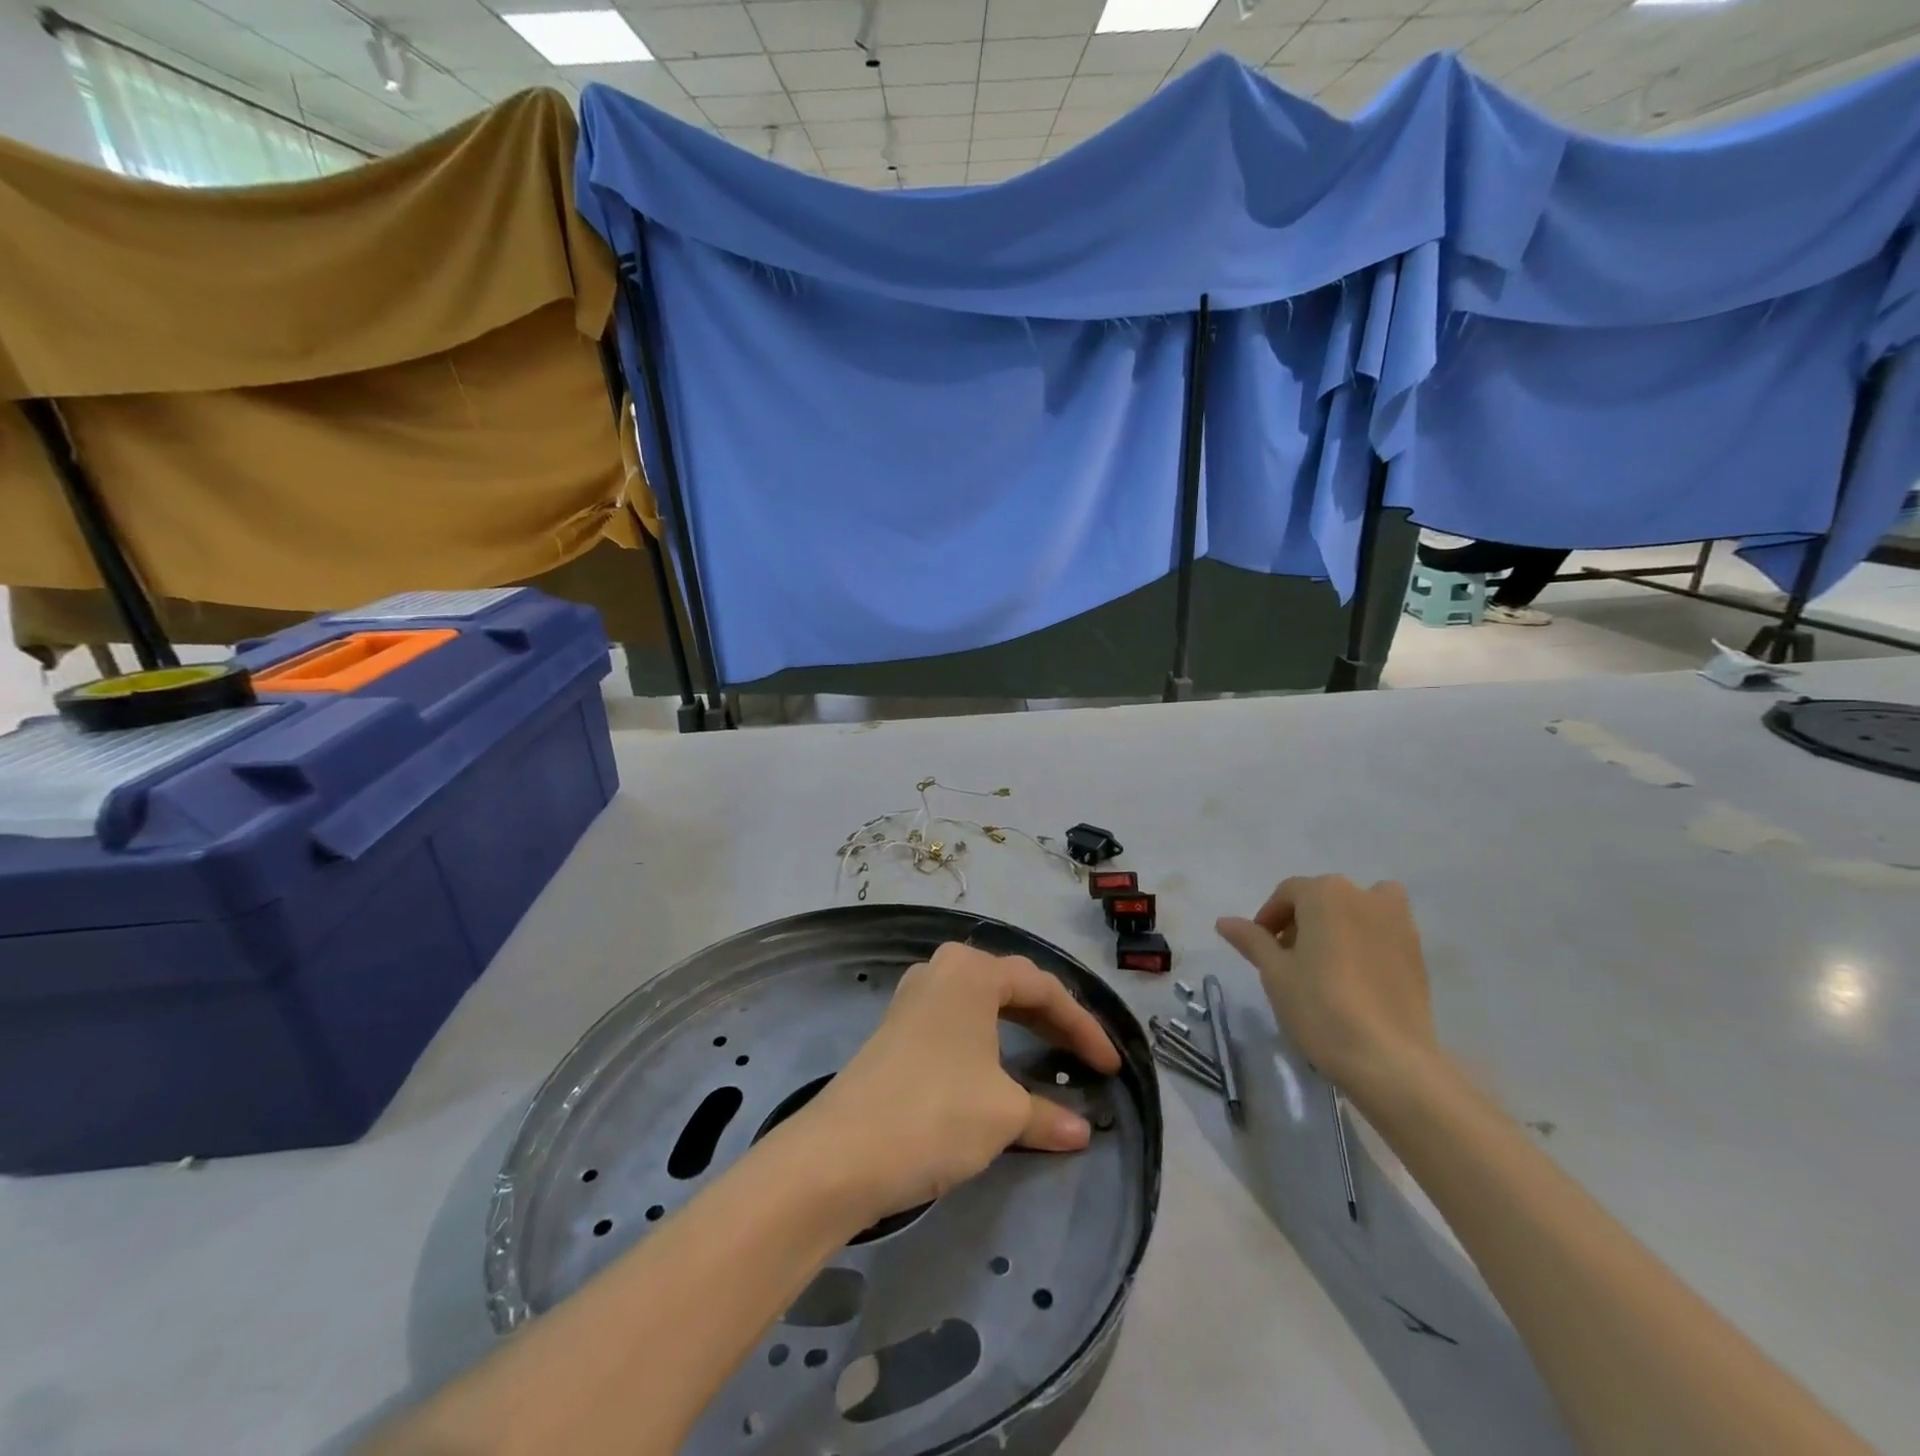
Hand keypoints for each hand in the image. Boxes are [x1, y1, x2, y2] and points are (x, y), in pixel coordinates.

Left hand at [794, 943, 1121, 1225]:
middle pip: (1011, 988)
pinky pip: (958, 1023)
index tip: (1111, 1066)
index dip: (1083, 1026)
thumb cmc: (935, 1113)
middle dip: (1053, 1021)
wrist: (840, 1154)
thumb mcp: (1002, 1113)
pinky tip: (997, 1068)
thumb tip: (1081, 1131)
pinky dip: (989, 1042)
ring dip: (1020, 1028)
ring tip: (1049, 1055)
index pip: (1043, 988)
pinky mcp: (896, 1031)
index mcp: (971, 971)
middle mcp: (941, 971)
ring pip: (983, 1005)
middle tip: (1086, 1058)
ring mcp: (913, 999)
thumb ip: (1046, 1114)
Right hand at [1216, 875, 1439, 1100]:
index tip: (1260, 950)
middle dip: (1301, 922)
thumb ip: (1252, 940)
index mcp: (1326, 893)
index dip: (1268, 919)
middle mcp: (1364, 896)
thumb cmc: (1320, 1007)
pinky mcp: (1418, 953)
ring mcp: (1398, 923)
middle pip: (1323, 898)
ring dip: (1338, 926)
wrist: (1389, 1060)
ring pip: (1358, 910)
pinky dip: (1367, 942)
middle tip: (1288, 960)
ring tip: (1325, 965)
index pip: (1287, 894)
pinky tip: (1356, 979)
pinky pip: (1383, 933)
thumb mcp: (1274, 972)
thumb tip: (1224, 921)